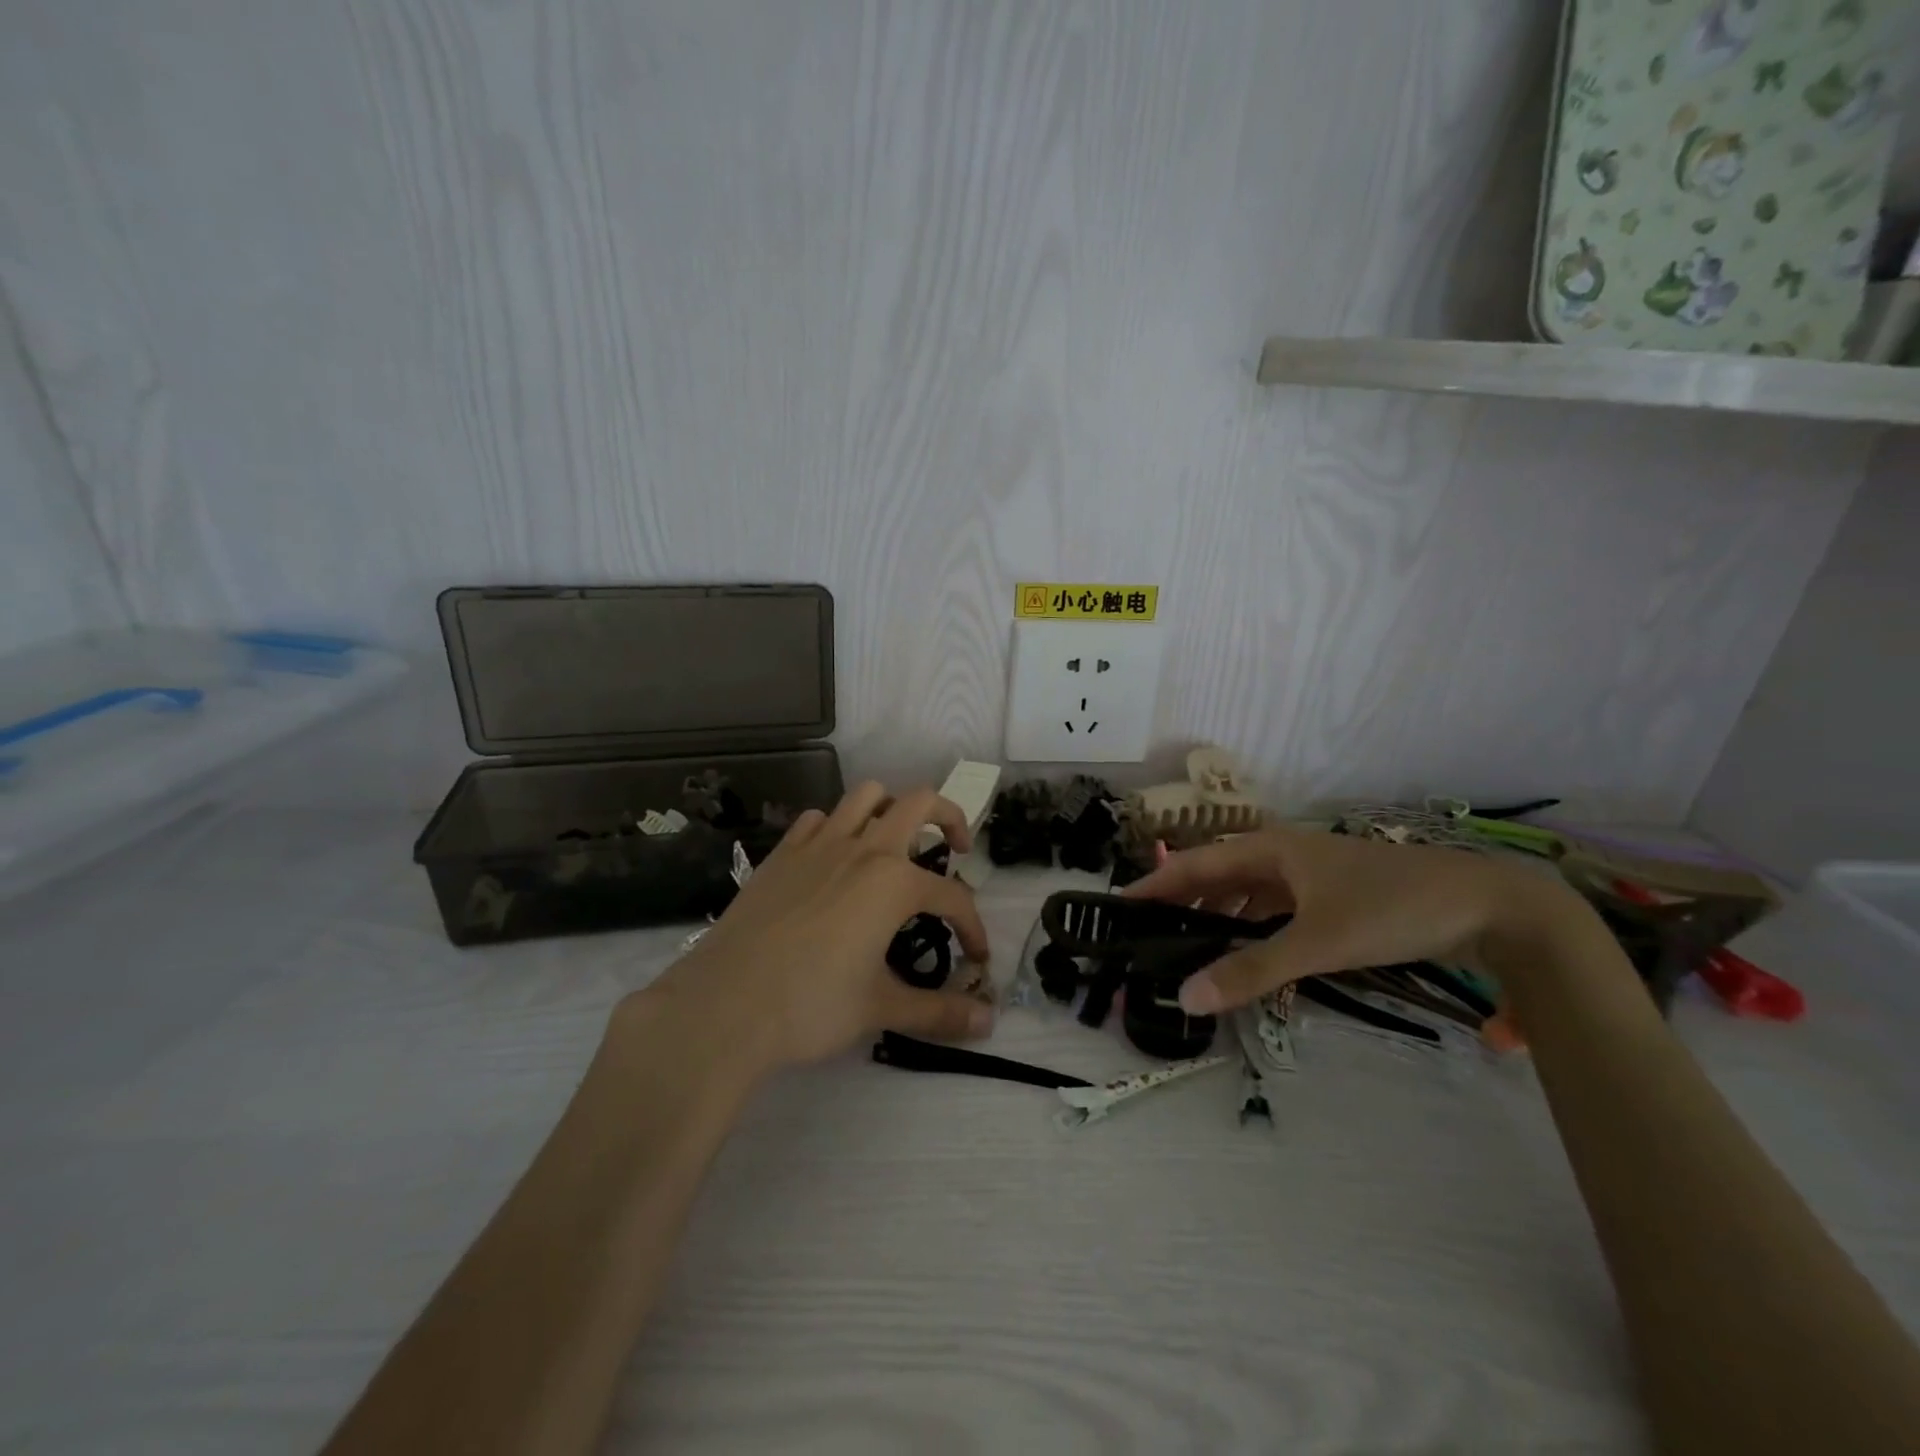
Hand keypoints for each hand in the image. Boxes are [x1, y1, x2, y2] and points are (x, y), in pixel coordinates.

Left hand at [634, 782, 993, 1072]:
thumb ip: (939, 1011)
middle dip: (949, 818)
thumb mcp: (880, 1008)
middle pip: (919, 803)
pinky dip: (836, 828)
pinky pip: (817, 820)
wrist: (724, 1005)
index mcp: (893, 882)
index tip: (976, 958)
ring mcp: (818, 845)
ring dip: (891, 809)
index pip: (953, 897)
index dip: (973, 927)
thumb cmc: (810, 1005)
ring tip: (895, 844)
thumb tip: (989, 1022)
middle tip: (956, 850)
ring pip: (866, 796)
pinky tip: (835, 861)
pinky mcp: (782, 854)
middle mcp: (862, 849)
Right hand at [1122, 825, 1582, 1014]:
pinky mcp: (1335, 897)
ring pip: (1246, 894)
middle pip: (1216, 877)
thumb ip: (1252, 971)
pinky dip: (1254, 930)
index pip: (1193, 864)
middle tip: (1147, 939)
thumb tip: (1186, 998)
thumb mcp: (1317, 942)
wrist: (1490, 906)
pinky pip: (1276, 910)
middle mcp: (1282, 855)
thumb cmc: (1392, 908)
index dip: (1154, 886)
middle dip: (1181, 905)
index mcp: (1269, 849)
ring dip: (1218, 919)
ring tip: (1188, 951)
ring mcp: (1310, 875)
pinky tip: (1250, 955)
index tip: (1116, 908)